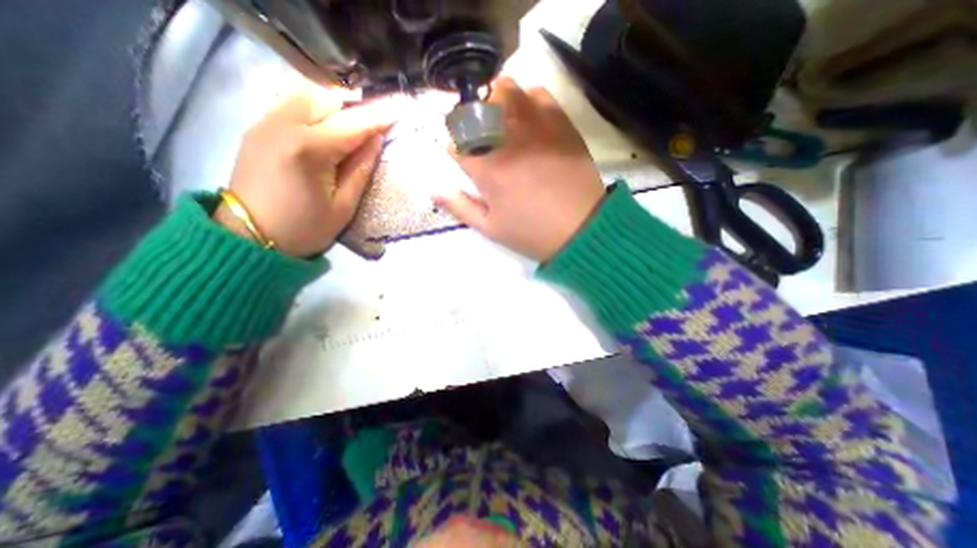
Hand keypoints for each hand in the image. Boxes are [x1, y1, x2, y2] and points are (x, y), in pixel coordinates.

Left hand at [214, 87, 393, 256]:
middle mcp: (283, 125)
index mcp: (309, 150)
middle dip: (355, 108)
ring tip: (351, 126)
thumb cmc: (304, 228)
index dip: (377, 119)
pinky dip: (314, 109)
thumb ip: (361, 169)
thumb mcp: (344, 206)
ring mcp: (266, 123)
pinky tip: (325, 127)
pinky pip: (290, 104)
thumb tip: (375, 141)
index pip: (351, 125)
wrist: (250, 237)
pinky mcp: (258, 127)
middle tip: (374, 125)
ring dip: (334, 106)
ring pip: (306, 95)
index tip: (397, 113)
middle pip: (327, 99)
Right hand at [432, 77, 603, 262]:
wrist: (582, 229)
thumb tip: (433, 188)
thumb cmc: (532, 233)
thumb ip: (459, 206)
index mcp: (487, 168)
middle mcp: (507, 139)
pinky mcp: (561, 123)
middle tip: (477, 136)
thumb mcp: (490, 228)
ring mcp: (536, 126)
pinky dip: (527, 101)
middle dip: (469, 117)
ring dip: (495, 102)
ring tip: (500, 123)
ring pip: (505, 89)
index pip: (454, 140)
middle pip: (476, 105)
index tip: (457, 155)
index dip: (451, 146)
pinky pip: (538, 94)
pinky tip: (529, 121)